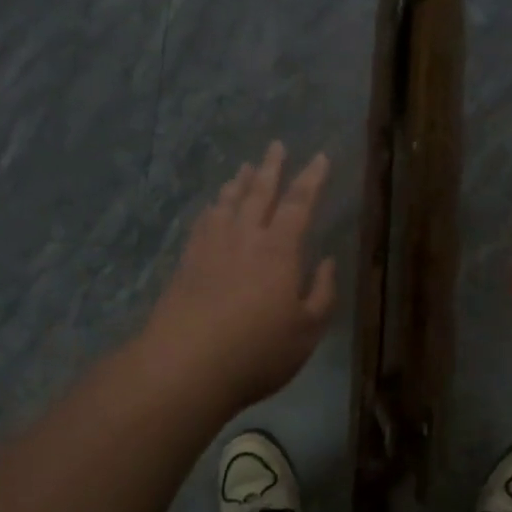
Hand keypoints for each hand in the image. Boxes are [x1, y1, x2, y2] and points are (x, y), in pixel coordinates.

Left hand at [143, 141, 335, 413]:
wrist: (185, 366)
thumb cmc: (257, 351)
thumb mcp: (307, 331)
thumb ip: (322, 293)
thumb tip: (326, 261)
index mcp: (279, 249)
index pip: (299, 203)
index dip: (311, 179)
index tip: (320, 157)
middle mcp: (245, 237)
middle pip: (259, 193)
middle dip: (271, 168)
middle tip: (276, 145)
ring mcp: (211, 248)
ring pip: (227, 203)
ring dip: (239, 183)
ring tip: (245, 168)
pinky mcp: (187, 263)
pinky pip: (203, 223)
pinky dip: (212, 208)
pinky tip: (212, 208)